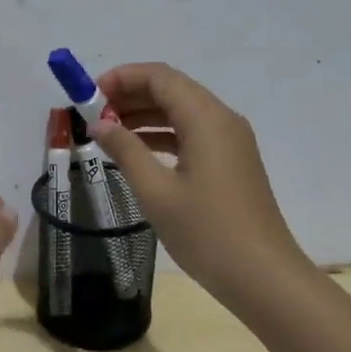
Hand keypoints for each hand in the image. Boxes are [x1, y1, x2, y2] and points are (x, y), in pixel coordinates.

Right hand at [90, 64, 307, 308]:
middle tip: (94, 115)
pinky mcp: (232, 162)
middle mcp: (222, 119)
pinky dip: (163, 134)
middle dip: (131, 95)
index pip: (160, 77)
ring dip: (145, 115)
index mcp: (206, 118)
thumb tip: (100, 124)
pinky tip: (137, 151)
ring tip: (108, 132)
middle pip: (172, 89)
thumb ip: (126, 151)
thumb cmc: (206, 232)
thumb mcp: (156, 191)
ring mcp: (231, 141)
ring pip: (182, 111)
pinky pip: (193, 133)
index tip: (89, 96)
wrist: (261, 275)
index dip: (122, 78)